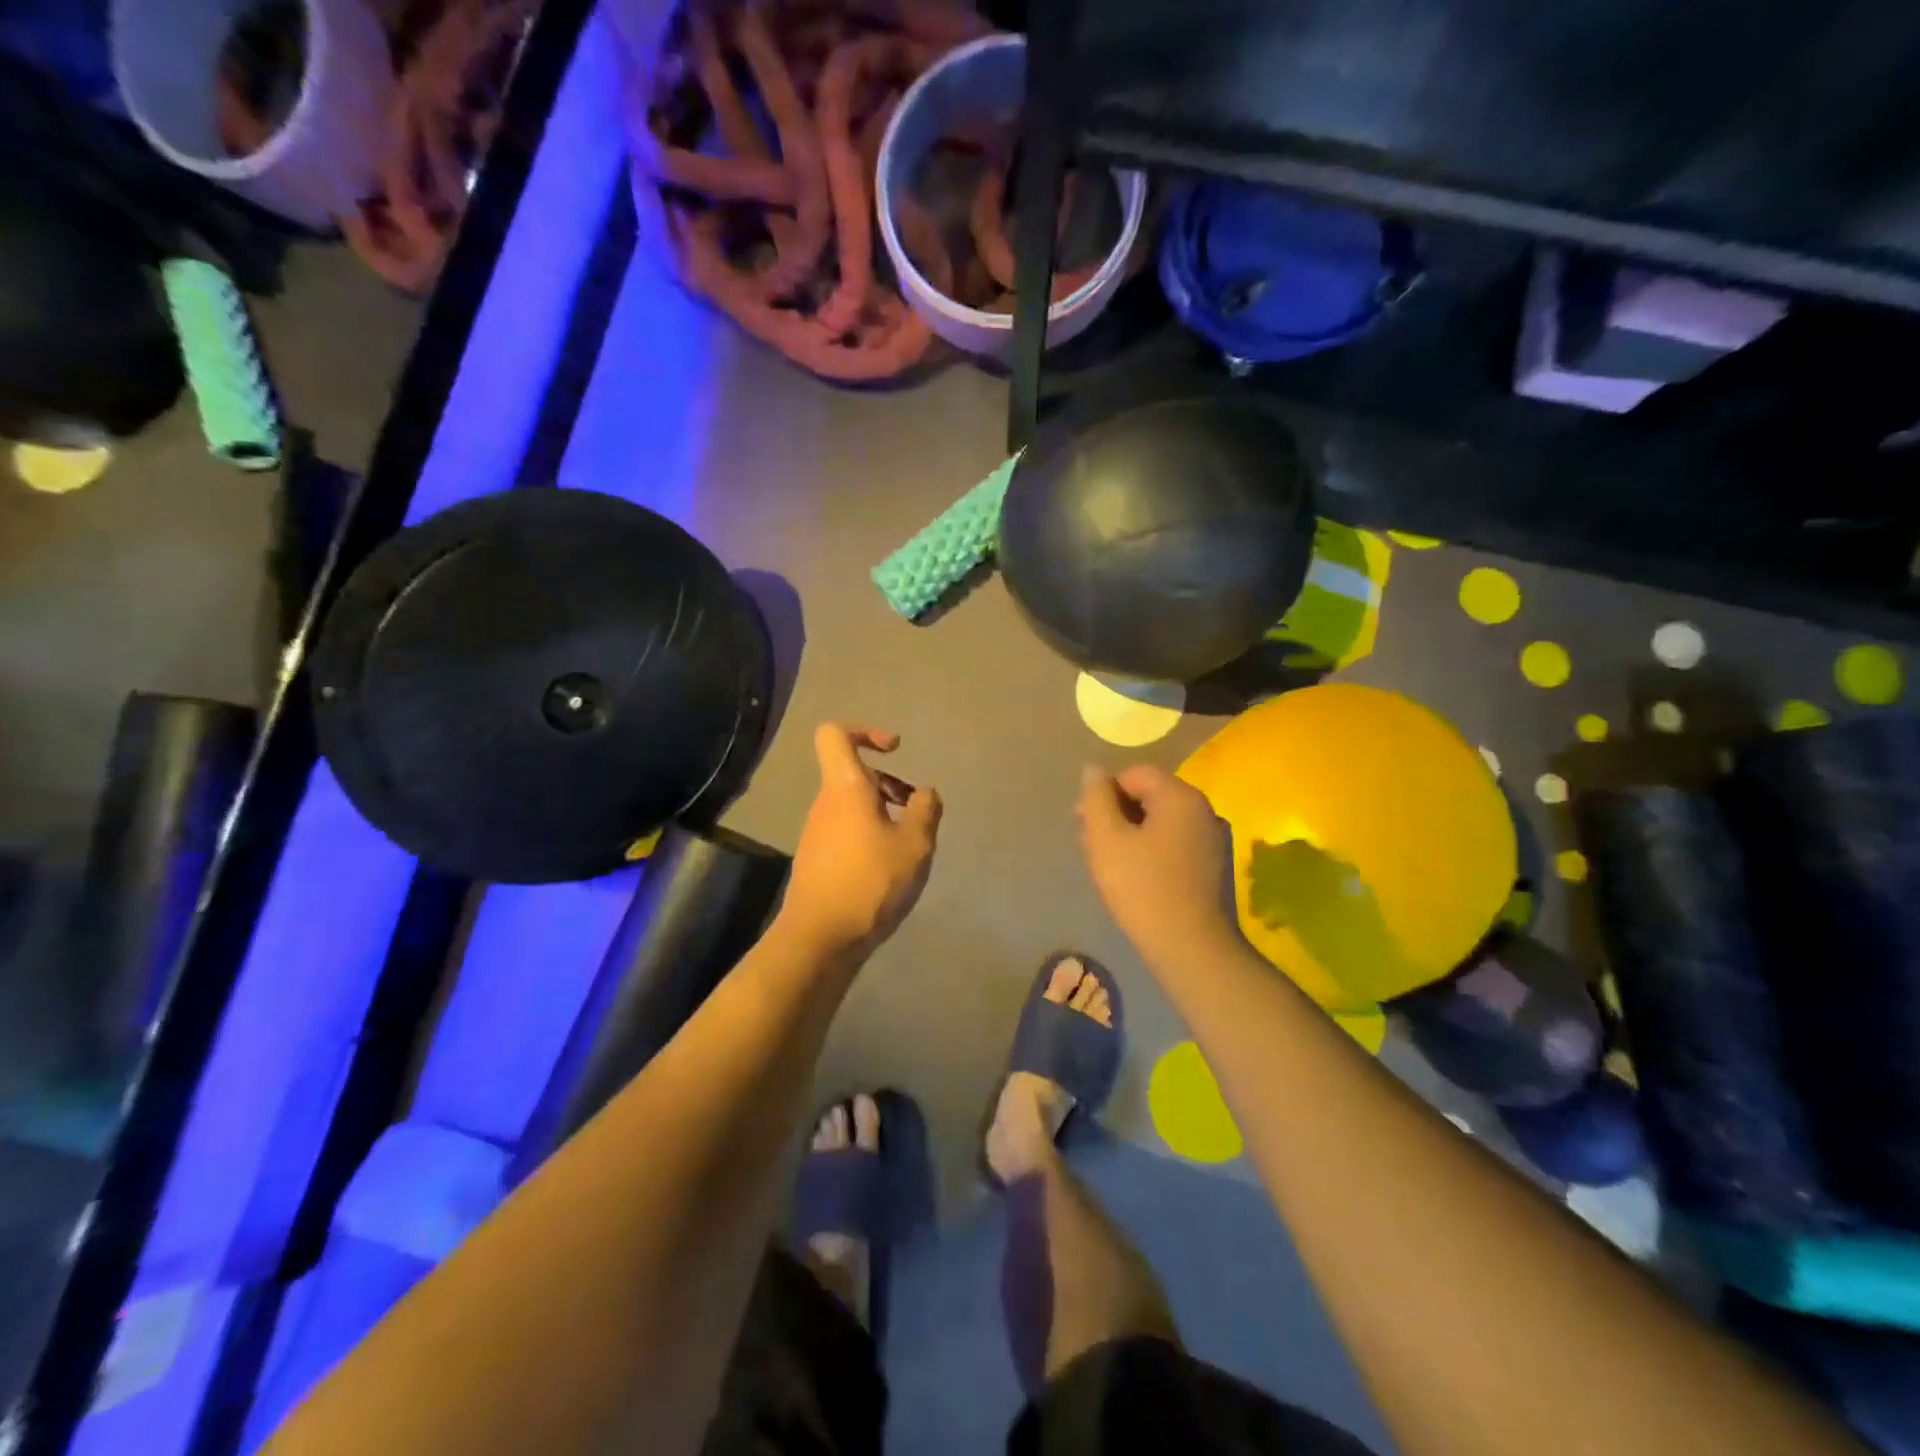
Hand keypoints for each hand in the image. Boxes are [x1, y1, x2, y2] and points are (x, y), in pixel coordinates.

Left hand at [779, 724, 941, 959]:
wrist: (821, 938)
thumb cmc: (871, 882)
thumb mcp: (915, 845)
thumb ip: (926, 811)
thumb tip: (926, 792)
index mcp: (845, 787)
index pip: (834, 734)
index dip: (865, 732)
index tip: (894, 751)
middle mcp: (825, 803)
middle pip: (852, 773)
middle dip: (888, 783)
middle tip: (916, 810)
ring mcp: (816, 832)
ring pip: (851, 805)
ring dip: (882, 813)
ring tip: (909, 845)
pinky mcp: (817, 859)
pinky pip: (846, 831)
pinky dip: (870, 836)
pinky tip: (889, 869)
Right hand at [1077, 764, 1236, 964]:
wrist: (1190, 947)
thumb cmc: (1142, 887)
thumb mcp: (1106, 838)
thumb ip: (1095, 798)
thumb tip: (1093, 770)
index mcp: (1180, 796)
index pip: (1134, 774)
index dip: (1104, 793)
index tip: (1084, 824)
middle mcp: (1202, 809)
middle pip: (1149, 795)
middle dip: (1116, 814)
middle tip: (1092, 845)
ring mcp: (1211, 837)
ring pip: (1160, 821)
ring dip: (1130, 833)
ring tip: (1109, 863)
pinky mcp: (1212, 864)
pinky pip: (1173, 842)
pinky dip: (1150, 850)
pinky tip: (1135, 877)